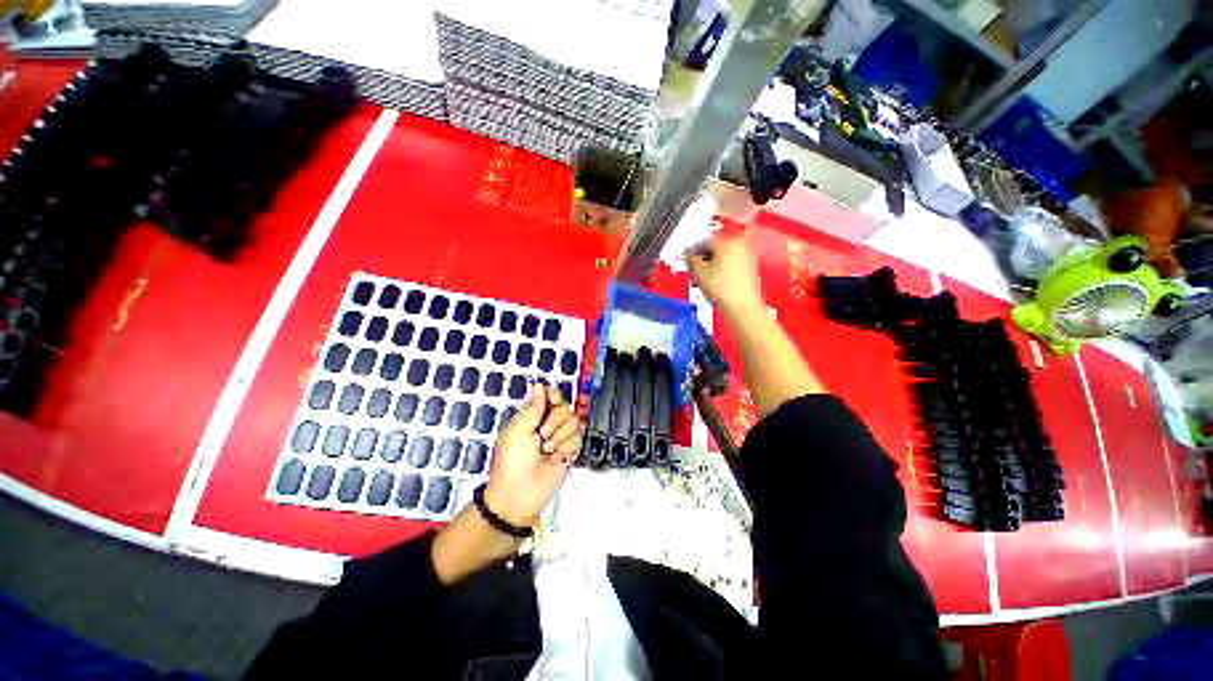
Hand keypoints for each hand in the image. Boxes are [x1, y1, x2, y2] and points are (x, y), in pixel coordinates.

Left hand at [484, 381, 581, 527]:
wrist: (519, 496)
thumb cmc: (512, 462)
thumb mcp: (517, 432)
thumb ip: (533, 408)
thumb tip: (539, 385)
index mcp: (533, 416)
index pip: (551, 396)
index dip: (554, 397)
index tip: (552, 404)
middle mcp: (548, 423)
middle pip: (566, 407)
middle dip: (556, 422)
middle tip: (542, 437)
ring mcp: (560, 437)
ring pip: (575, 423)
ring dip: (561, 438)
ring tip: (547, 451)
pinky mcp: (569, 451)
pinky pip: (578, 440)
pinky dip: (566, 449)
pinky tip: (555, 459)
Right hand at [686, 232, 764, 315]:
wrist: (742, 307)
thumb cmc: (720, 287)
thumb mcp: (699, 272)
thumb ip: (692, 260)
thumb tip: (690, 256)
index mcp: (727, 242)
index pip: (704, 242)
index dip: (692, 251)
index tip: (685, 260)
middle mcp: (740, 246)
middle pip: (715, 249)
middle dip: (702, 260)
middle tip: (692, 271)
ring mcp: (747, 258)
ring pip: (723, 258)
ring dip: (711, 267)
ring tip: (701, 280)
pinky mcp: (750, 270)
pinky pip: (731, 266)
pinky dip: (721, 271)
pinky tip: (713, 283)